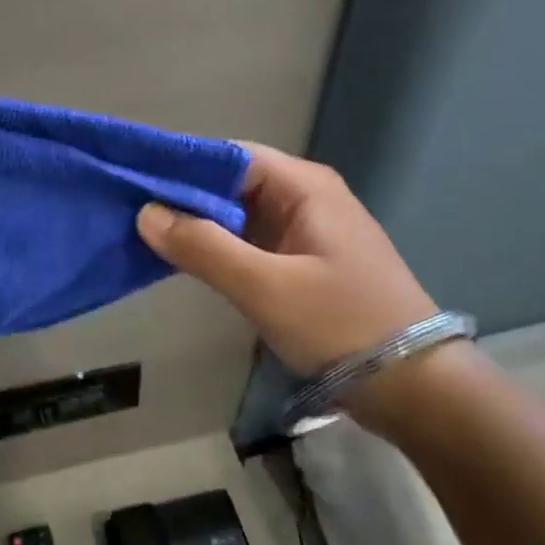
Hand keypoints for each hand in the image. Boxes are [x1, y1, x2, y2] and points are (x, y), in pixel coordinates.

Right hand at [136, 145, 436, 378]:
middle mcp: (306, 198)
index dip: (182, 164)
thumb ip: (203, 247)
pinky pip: (250, 241)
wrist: (415, 388)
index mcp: (304, 187)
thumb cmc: (341, 325)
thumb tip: (144, 213)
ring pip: (239, 214)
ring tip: (145, 233)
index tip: (135, 180)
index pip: (230, 156)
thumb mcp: (265, 287)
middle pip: (232, 183)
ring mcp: (307, 231)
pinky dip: (218, 247)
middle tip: (130, 210)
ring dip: (198, 223)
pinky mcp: (305, 262)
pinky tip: (185, 260)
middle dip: (183, 196)